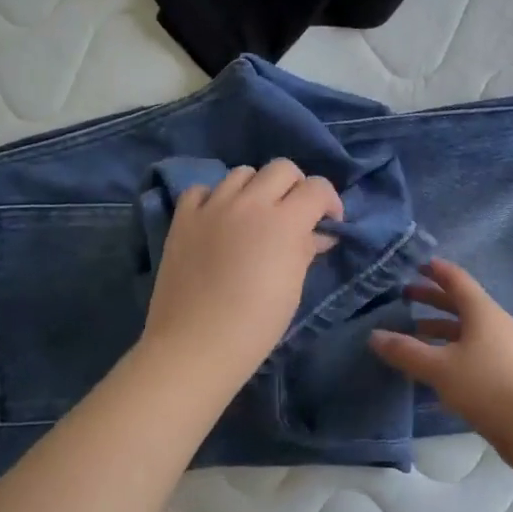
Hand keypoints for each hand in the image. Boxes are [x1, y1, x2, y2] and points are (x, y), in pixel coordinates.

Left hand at [141, 159, 343, 392]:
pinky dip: (214, 198)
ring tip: (254, 216)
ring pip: (242, 173)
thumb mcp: (293, 286)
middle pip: (282, 168)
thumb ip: (306, 249)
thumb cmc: (257, 323)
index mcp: (284, 221)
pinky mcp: (183, 218)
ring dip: (256, 189)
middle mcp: (249, 203)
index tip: (328, 223)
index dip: (329, 201)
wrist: (197, 343)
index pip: (317, 187)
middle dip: (296, 186)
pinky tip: (217, 220)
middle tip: (294, 215)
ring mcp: (212, 207)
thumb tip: (318, 235)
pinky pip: (202, 190)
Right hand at [369, 258, 512, 435]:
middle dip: (432, 300)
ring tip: (413, 335)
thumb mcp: (441, 368)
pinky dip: (451, 357)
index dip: (436, 270)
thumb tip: (374, 335)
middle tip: (404, 297)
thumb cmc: (491, 385)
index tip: (416, 264)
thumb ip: (407, 351)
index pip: (457, 280)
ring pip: (466, 334)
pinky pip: (473, 357)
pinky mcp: (507, 379)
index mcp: (483, 312)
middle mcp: (495, 326)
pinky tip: (434, 374)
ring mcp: (504, 352)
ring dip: (440, 331)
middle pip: (461, 305)